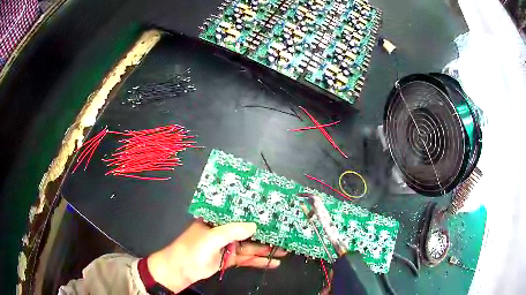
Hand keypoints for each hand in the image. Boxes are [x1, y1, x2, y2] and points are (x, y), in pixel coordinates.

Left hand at [147, 220, 286, 292]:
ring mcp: (227, 246)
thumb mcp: (211, 238)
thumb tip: (255, 226)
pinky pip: (247, 258)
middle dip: (265, 232)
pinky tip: (273, 263)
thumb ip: (232, 231)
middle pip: (248, 230)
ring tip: (285, 249)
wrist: (180, 271)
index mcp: (217, 220)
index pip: (239, 212)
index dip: (255, 212)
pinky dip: (259, 261)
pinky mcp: (229, 259)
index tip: (273, 212)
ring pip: (250, 246)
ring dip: (266, 248)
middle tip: (285, 232)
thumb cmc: (192, 250)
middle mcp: (224, 231)